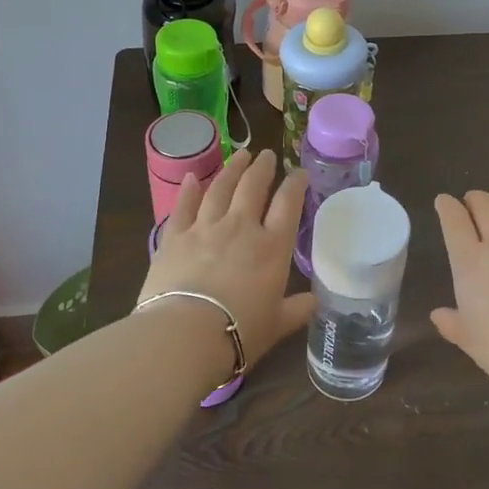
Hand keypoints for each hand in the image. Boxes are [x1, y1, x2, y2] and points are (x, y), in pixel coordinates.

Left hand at [140, 150, 313, 360]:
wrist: (185, 333)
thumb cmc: (239, 331)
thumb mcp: (276, 324)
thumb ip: (296, 310)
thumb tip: (314, 302)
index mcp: (271, 247)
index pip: (288, 205)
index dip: (295, 185)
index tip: (299, 172)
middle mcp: (240, 227)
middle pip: (253, 187)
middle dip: (262, 168)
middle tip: (266, 155)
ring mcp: (205, 227)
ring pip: (220, 188)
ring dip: (231, 169)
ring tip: (239, 155)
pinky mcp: (174, 236)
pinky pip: (183, 205)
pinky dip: (188, 189)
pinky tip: (191, 177)